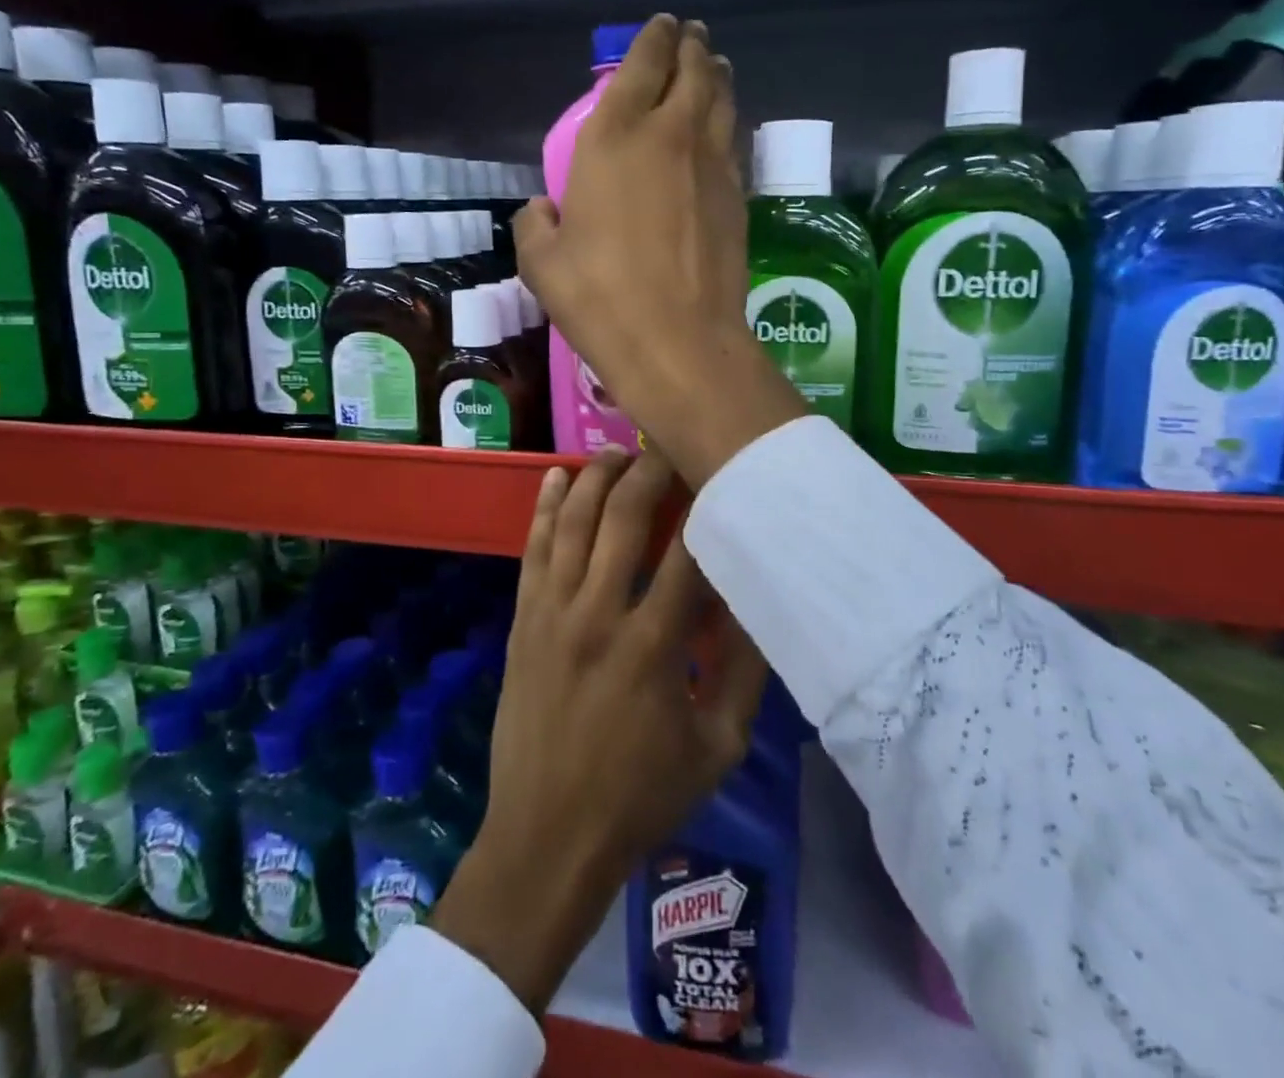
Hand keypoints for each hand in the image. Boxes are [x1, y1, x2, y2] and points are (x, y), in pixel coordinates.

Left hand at [433, 449, 768, 1014]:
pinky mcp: (525, 618)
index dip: (708, 505)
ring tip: (620, 450)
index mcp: (654, 645)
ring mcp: (554, 611)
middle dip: (651, 470)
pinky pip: (534, 547)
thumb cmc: (640, 796)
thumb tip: (759, 602)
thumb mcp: (718, 746)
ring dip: (598, 476)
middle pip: (626, 516)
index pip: (689, 552)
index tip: (722, 475)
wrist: (547, 837)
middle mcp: (600, 612)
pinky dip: (547, 506)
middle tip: (669, 445)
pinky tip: (559, 475)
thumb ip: (744, 671)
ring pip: (575, 520)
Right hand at [515, 16, 803, 486]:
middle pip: (691, 72)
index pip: (639, 67)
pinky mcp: (737, 197)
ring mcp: (711, 165)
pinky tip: (722, 130)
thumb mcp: (543, 263)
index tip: (661, 27)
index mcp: (613, 138)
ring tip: (715, 67)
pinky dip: (727, 124)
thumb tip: (542, 211)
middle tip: (693, 36)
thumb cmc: (599, 297)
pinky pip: (732, 142)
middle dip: (691, 48)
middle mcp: (668, 136)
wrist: (677, 340)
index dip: (651, 40)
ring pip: (721, 101)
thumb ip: (536, 226)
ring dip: (717, 77)